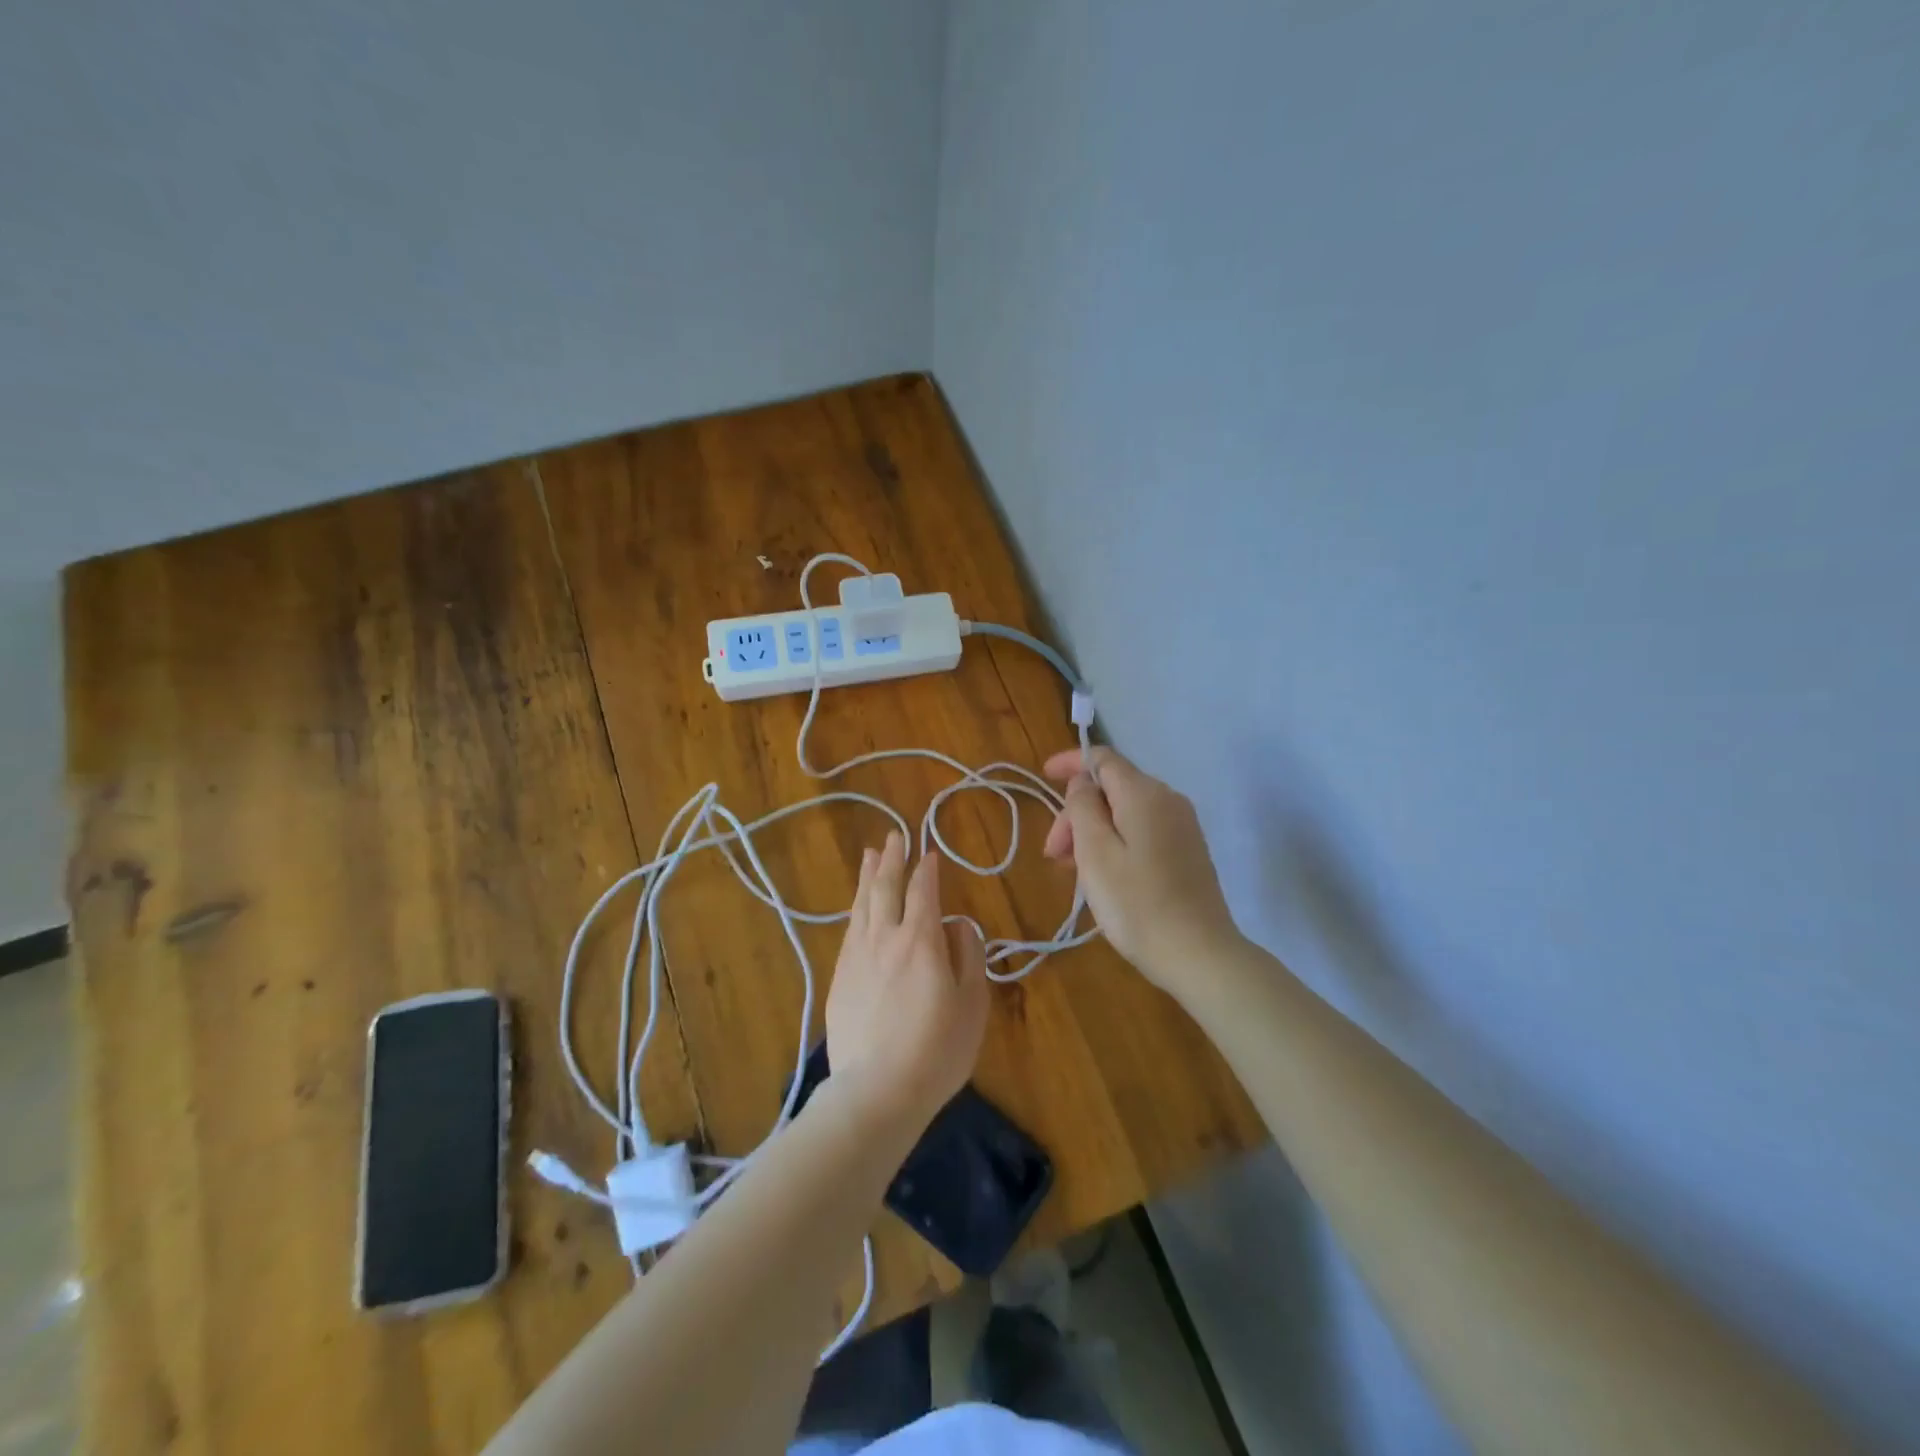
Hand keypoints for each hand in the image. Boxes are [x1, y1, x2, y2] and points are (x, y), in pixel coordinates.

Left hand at [826, 831, 988, 1127]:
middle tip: (894, 835)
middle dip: (892, 859)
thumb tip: (958, 924)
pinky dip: (856, 908)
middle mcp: (885, 937)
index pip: (923, 891)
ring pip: (862, 905)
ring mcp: (857, 956)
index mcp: (921, 940)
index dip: (927, 869)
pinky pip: (849, 930)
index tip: (929, 852)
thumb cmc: (937, 1049)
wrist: (877, 1091)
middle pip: (886, 888)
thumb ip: (968, 955)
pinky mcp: (839, 978)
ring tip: (872, 855)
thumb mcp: (972, 1003)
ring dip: (869, 876)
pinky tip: (858, 906)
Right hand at [1044, 747, 1240, 994]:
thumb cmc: (1137, 904)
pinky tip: (1103, 875)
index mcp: (1144, 794)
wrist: (1199, 955)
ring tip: (1072, 870)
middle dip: (1077, 812)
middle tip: (1054, 854)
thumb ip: (1082, 807)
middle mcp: (1168, 800)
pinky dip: (1115, 842)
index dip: (1070, 762)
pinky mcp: (1188, 851)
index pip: (1103, 758)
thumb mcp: (1095, 853)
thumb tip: (1082, 783)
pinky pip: (1142, 831)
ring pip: (1125, 811)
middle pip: (1112, 788)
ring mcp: (1182, 826)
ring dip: (1093, 831)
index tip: (1043, 776)